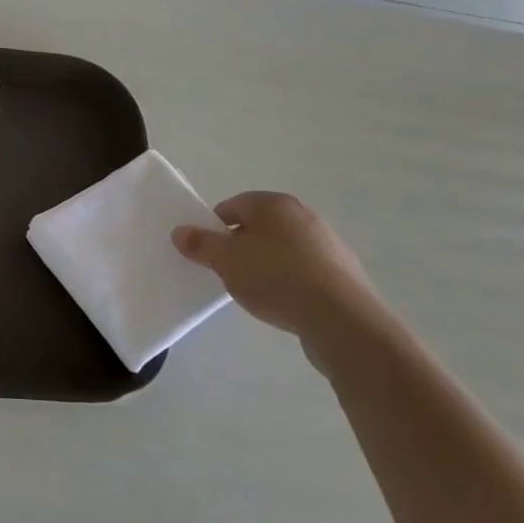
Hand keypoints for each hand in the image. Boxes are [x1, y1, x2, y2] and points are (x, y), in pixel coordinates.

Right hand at [172, 191, 386, 344]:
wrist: (341, 318)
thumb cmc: (275, 277)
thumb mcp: (226, 260)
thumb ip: (200, 244)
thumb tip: (180, 232)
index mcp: (274, 204)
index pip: (233, 205)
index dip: (214, 226)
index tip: (207, 252)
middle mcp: (304, 215)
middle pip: (259, 225)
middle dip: (240, 246)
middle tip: (227, 271)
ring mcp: (328, 242)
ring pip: (283, 248)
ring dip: (265, 263)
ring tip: (255, 290)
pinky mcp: (343, 271)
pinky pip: (304, 269)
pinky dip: (289, 280)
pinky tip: (284, 301)